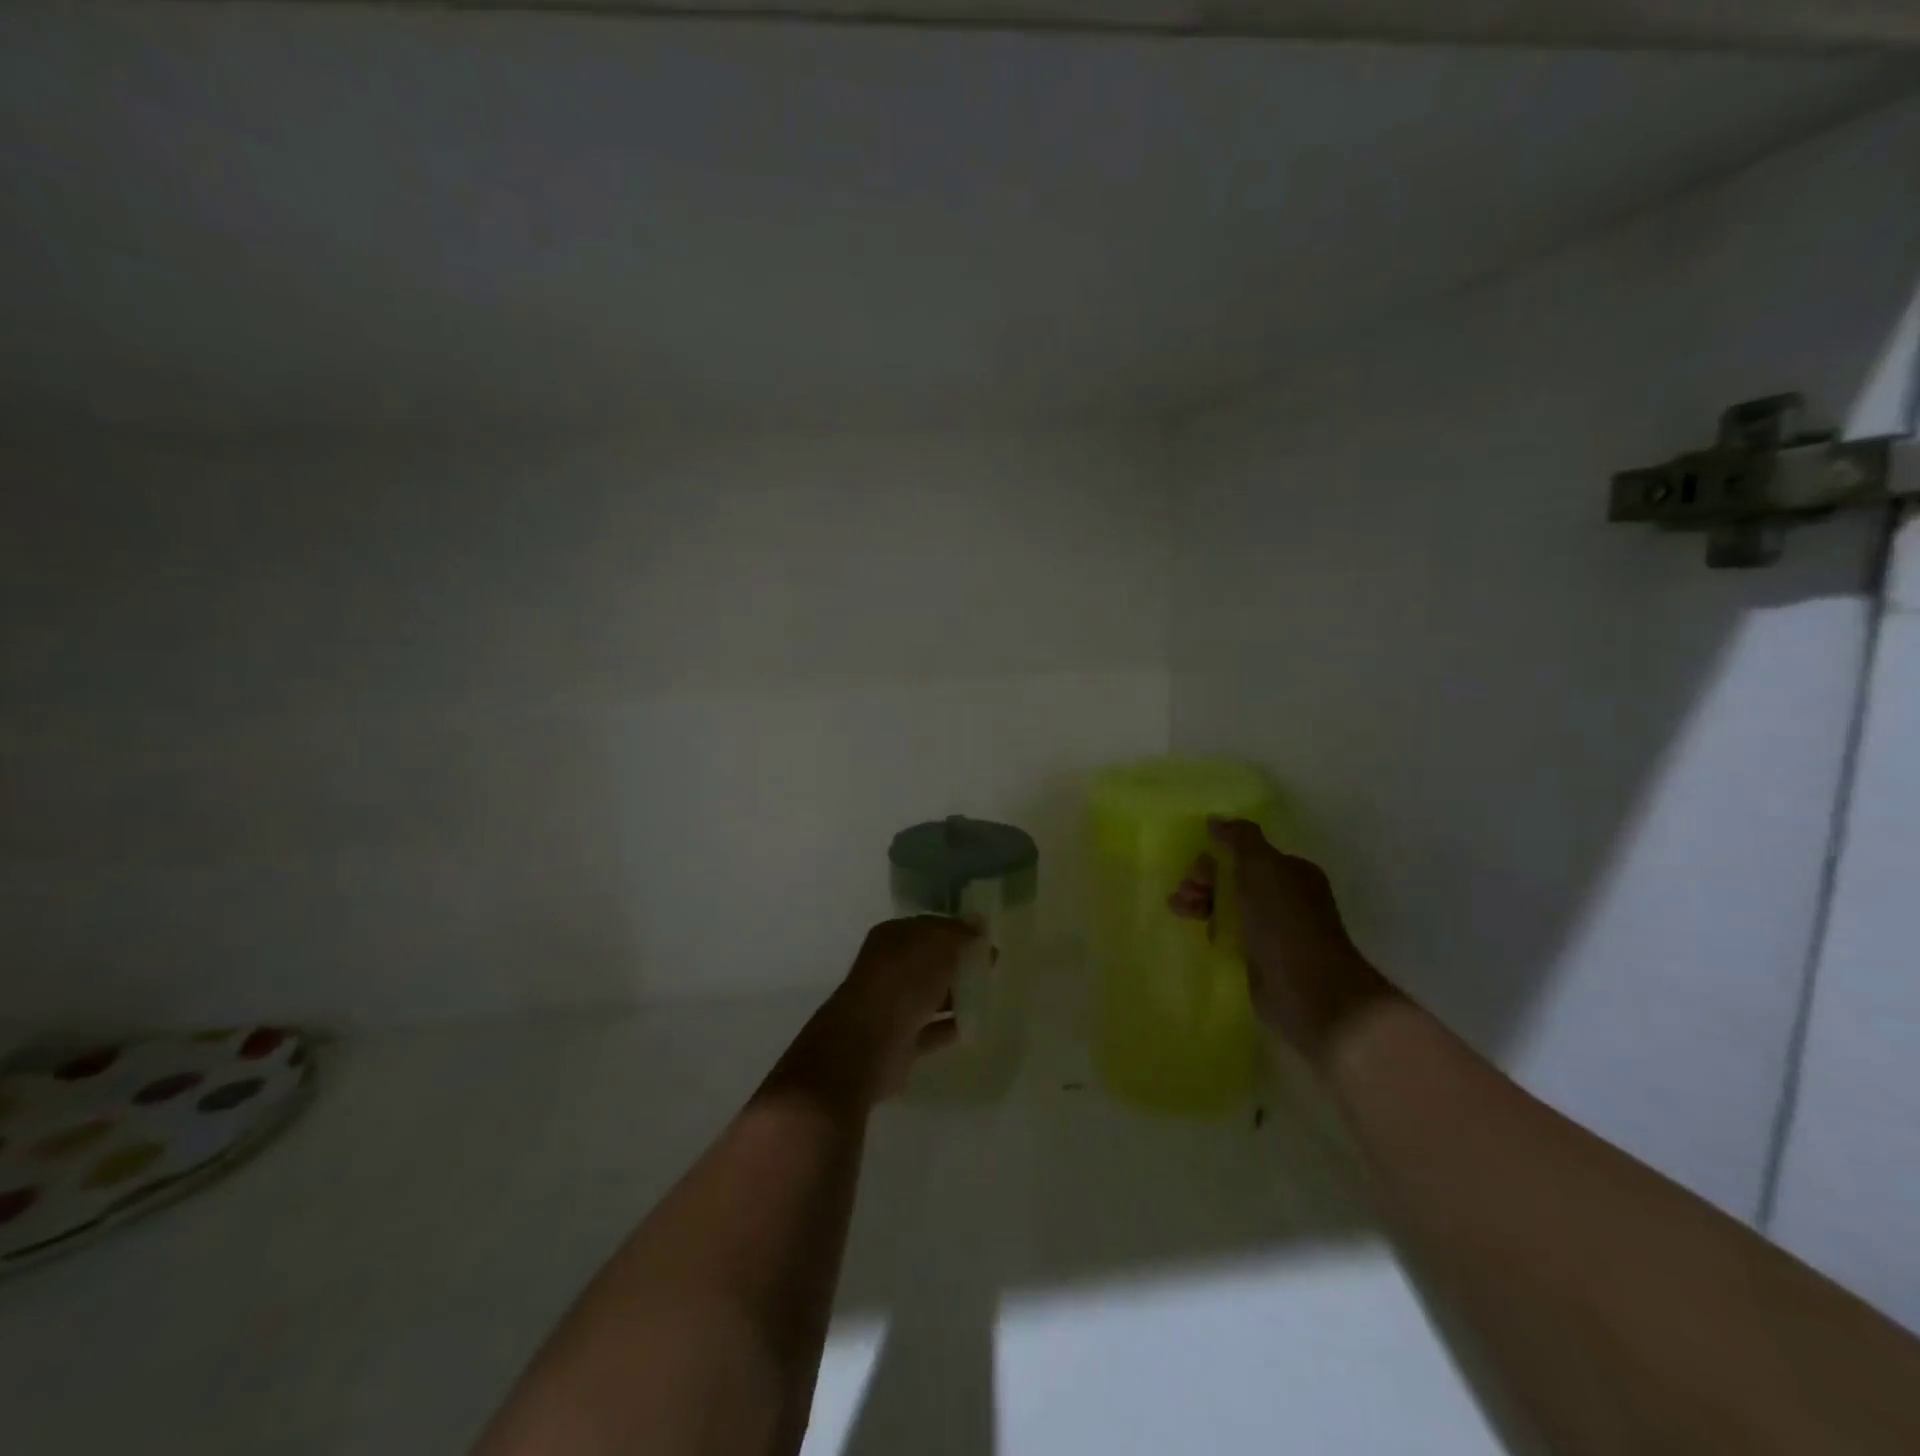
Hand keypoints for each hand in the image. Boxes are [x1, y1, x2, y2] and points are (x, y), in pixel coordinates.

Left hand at [781, 916, 982, 1105]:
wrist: (867, 1044)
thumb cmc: (902, 982)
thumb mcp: (937, 946)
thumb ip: (960, 934)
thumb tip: (979, 923)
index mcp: (892, 937)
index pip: (930, 927)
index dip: (958, 931)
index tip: (987, 940)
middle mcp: (890, 967)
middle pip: (930, 961)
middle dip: (959, 962)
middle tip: (992, 968)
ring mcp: (893, 1005)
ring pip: (930, 994)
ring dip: (955, 994)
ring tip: (987, 994)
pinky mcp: (900, 1040)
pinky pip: (932, 1028)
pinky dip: (950, 1026)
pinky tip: (974, 1025)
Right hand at [1170, 819, 1390, 1064]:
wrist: (1312, 994)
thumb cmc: (1286, 924)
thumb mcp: (1261, 868)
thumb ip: (1239, 838)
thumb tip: (1216, 820)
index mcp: (1290, 871)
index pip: (1244, 853)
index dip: (1215, 857)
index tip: (1195, 873)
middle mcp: (1284, 897)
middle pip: (1233, 878)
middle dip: (1203, 881)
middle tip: (1184, 895)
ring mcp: (1273, 930)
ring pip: (1228, 906)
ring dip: (1201, 903)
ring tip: (1179, 911)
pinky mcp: (1261, 960)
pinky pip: (1230, 935)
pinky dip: (1212, 930)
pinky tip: (1200, 934)